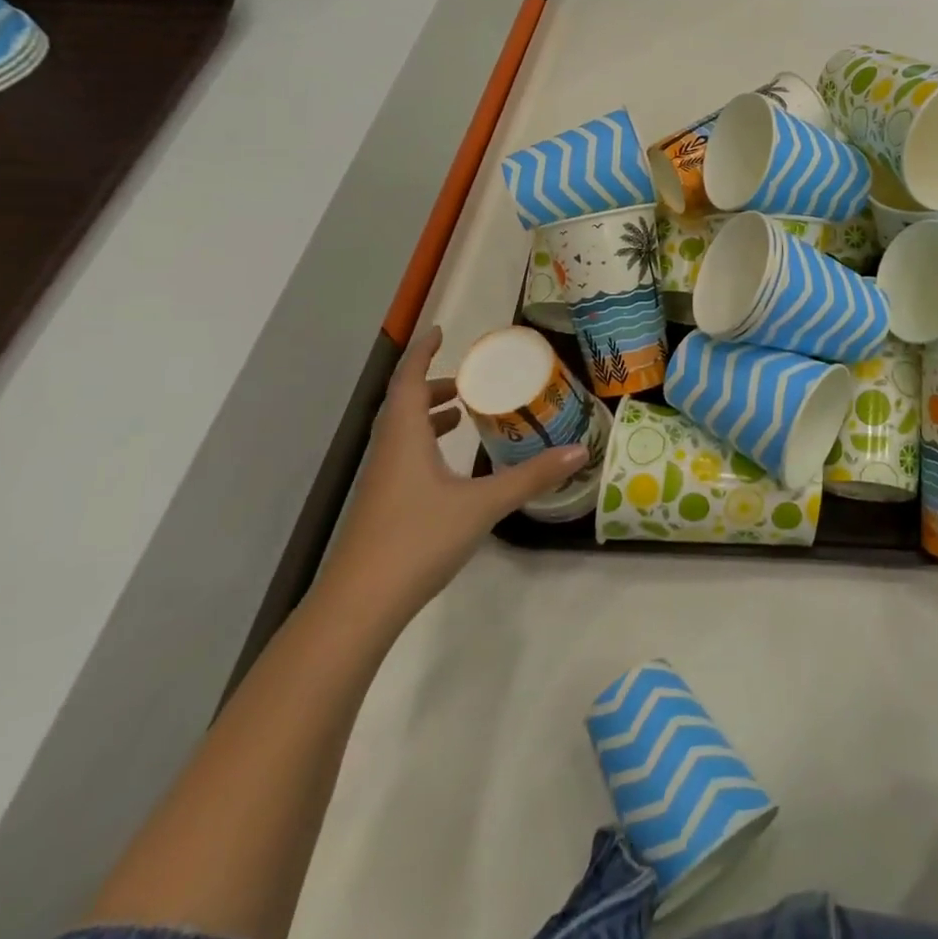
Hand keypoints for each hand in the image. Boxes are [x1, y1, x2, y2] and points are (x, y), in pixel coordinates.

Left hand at [315, 326, 589, 624]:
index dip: (422, 353)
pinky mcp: (381, 508)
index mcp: (404, 438)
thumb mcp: (482, 505)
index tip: (439, 331)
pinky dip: (426, 446)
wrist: (358, 607)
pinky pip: (404, 458)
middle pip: (402, 404)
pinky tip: (450, 469)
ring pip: (401, 433)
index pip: (407, 380)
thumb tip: (579, 450)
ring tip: (463, 415)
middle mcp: (388, 452)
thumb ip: (530, 477)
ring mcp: (380, 483)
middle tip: (468, 381)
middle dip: (432, 385)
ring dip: (428, 416)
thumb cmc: (417, 540)